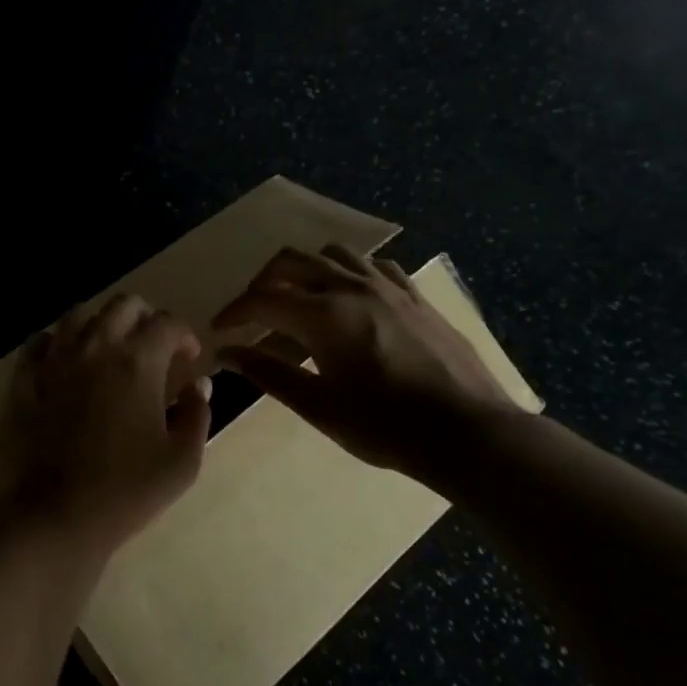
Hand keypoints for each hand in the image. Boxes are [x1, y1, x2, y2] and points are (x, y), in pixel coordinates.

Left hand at [0, 293, 212, 562]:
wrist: (51, 520)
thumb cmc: (125, 493)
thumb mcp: (181, 462)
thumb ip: (197, 414)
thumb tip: (198, 384)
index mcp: (138, 361)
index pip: (168, 323)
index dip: (184, 335)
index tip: (188, 357)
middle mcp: (96, 347)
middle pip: (124, 305)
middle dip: (145, 318)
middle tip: (152, 348)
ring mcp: (54, 359)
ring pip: (79, 314)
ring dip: (101, 324)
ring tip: (108, 351)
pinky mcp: (22, 379)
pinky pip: (40, 341)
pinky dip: (58, 343)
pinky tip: (65, 365)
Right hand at [212, 244, 518, 473]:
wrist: (468, 432)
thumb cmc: (386, 426)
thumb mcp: (319, 406)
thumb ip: (269, 373)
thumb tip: (227, 353)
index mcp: (324, 314)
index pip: (262, 298)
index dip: (233, 312)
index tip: (219, 331)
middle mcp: (351, 286)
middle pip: (291, 261)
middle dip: (262, 282)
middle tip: (252, 312)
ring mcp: (388, 286)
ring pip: (333, 253)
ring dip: (306, 269)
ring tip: (299, 299)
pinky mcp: (415, 295)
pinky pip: (374, 265)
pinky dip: (350, 272)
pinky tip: (351, 297)